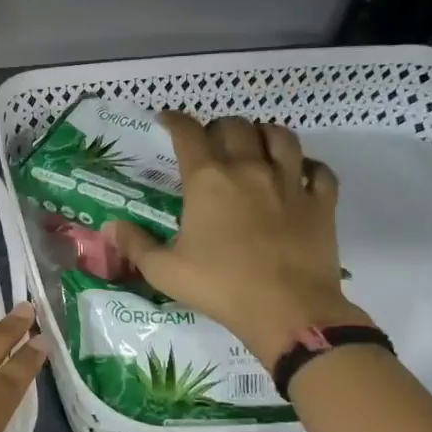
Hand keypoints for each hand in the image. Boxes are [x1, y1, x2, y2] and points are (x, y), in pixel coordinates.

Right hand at [102, 113, 370, 366]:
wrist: (289, 311)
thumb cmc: (220, 287)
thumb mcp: (164, 271)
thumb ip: (135, 244)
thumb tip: (110, 227)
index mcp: (207, 180)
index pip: (188, 132)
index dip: (174, 120)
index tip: (166, 120)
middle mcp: (248, 169)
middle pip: (235, 126)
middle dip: (219, 128)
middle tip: (211, 143)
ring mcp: (290, 182)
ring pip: (281, 136)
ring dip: (264, 135)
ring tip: (255, 147)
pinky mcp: (321, 202)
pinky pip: (319, 170)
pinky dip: (308, 166)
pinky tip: (299, 175)